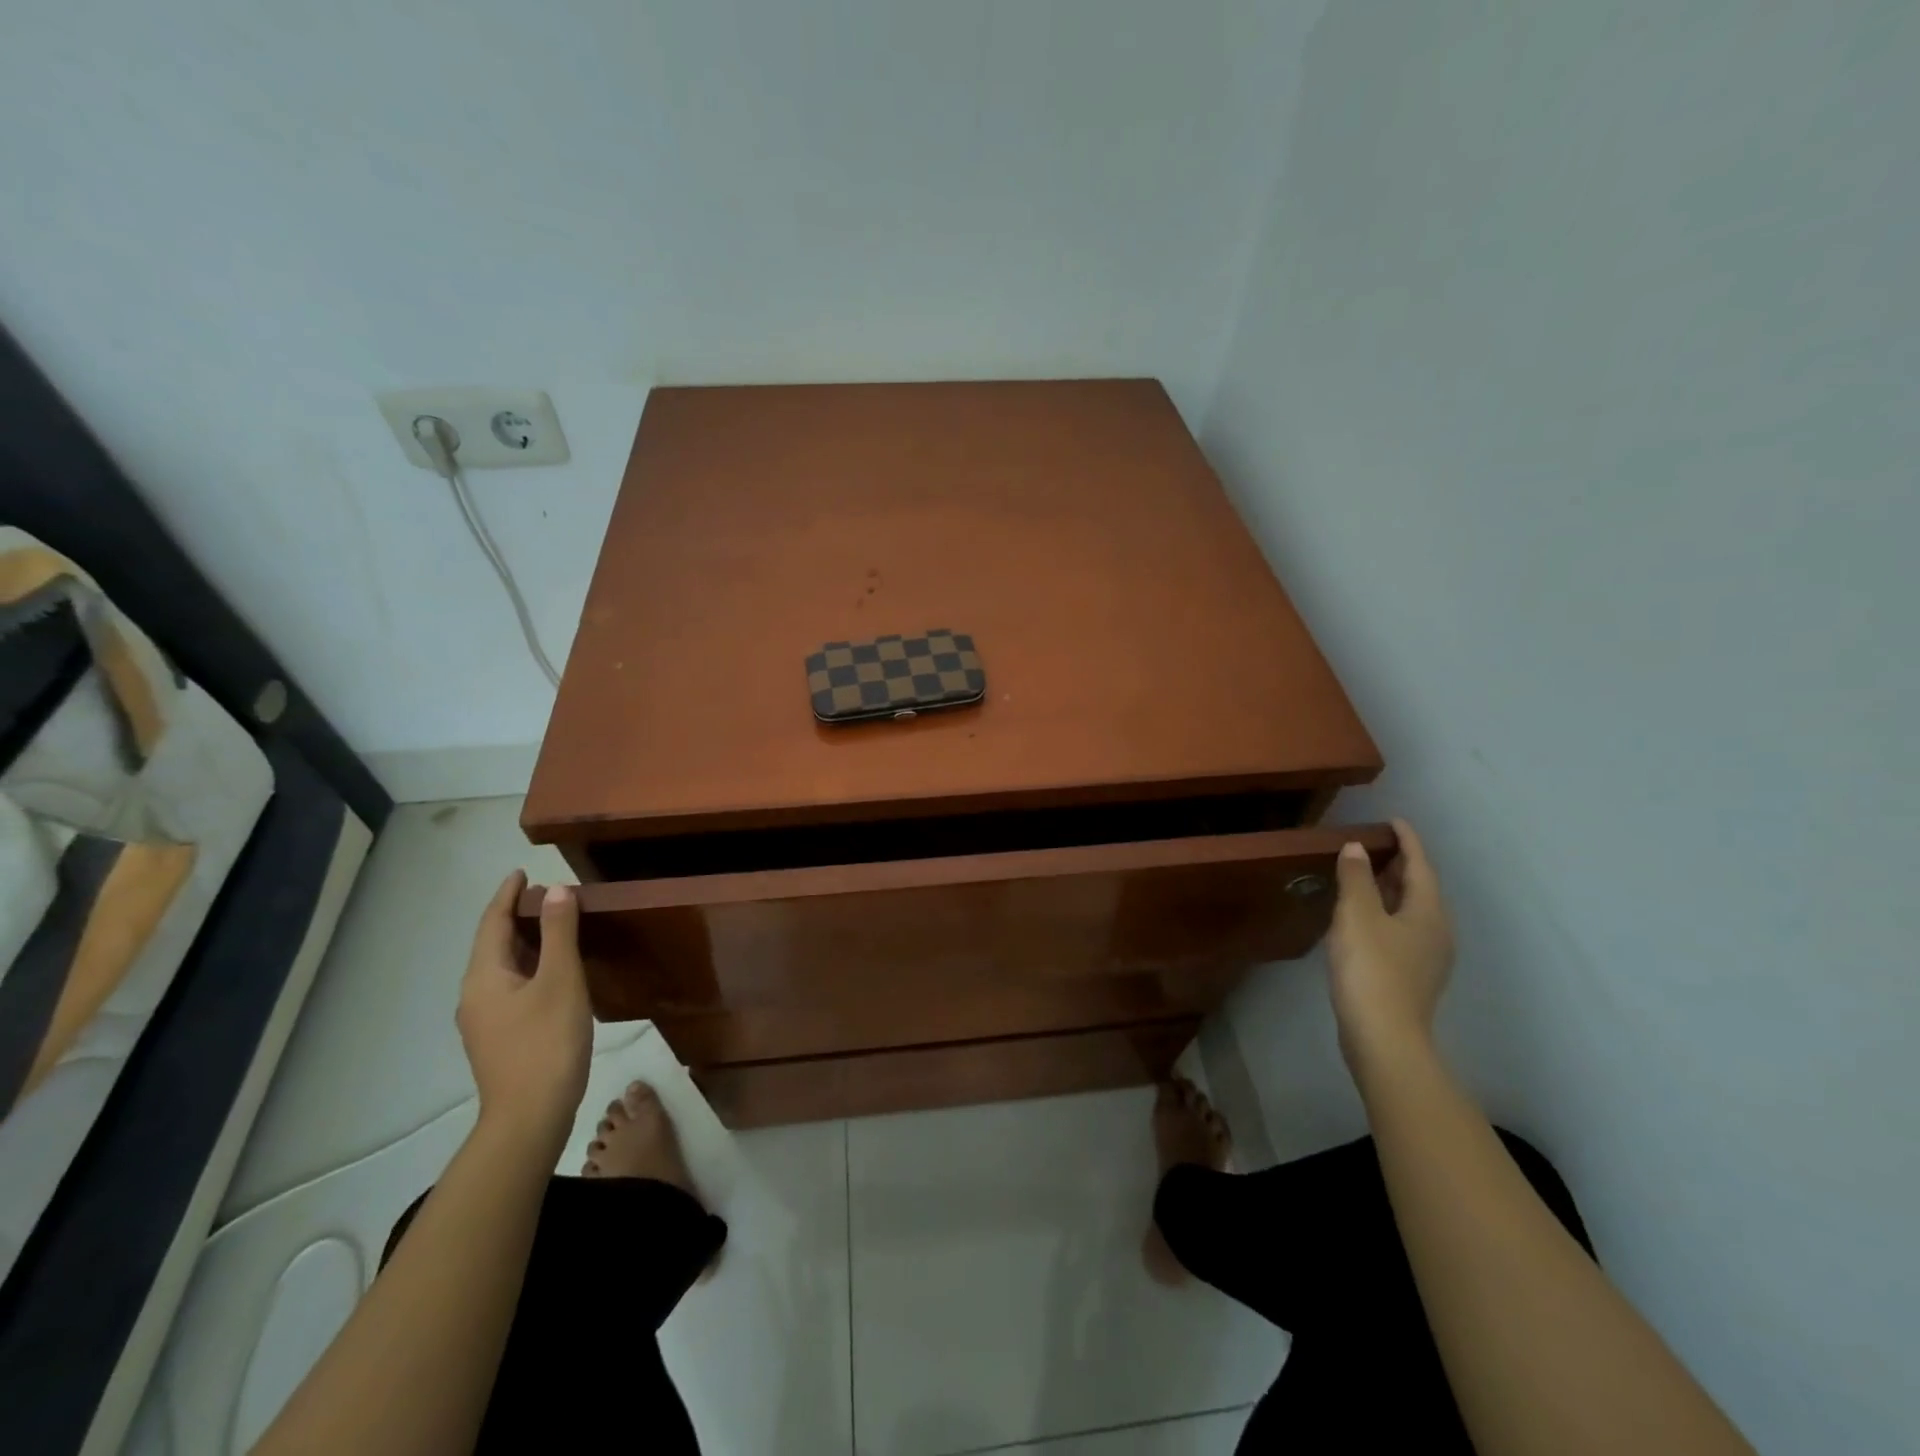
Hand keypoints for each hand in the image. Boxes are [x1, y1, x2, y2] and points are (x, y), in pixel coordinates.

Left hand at [455, 871, 591, 1156]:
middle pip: (494, 945)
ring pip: (503, 968)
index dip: (507, 896)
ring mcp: (486, 1021)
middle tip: (548, 896)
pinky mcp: (500, 1039)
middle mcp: (476, 995)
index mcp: (484, 977)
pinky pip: (511, 987)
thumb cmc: (546, 1042)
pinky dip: (530, 967)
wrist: (530, 1117)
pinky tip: (553, 973)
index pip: (492, 923)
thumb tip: (556, 890)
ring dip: (525, 943)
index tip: (522, 872)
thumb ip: (559, 933)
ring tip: (554, 927)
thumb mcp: (561, 980)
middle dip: (517, 917)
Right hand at [1327, 819, 1453, 1070]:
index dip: (1407, 840)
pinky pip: (1402, 929)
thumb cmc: (1371, 969)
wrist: (1384, 1037)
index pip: (1420, 865)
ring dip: (1391, 889)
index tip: (1393, 820)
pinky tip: (1364, 918)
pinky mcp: (1412, 976)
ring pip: (1412, 910)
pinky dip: (1386, 912)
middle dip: (1400, 864)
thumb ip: (1356, 878)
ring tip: (1365, 875)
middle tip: (1374, 845)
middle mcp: (1437, 930)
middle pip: (1420, 887)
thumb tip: (1357, 848)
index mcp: (1428, 911)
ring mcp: (1428, 957)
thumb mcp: (1357, 915)